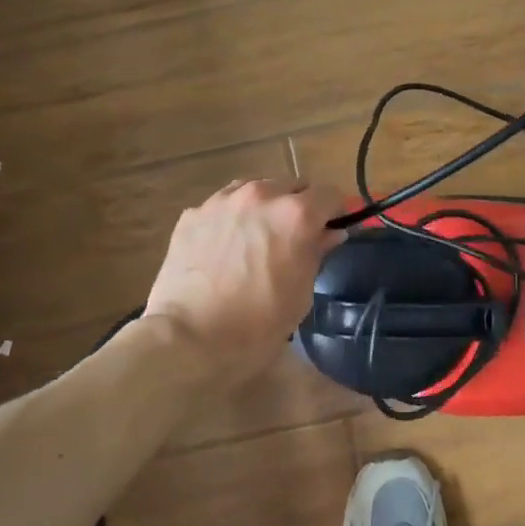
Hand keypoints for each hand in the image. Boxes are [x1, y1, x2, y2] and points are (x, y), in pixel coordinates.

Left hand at [145, 179, 345, 383]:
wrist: (189, 339)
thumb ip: (316, 253)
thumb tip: (329, 234)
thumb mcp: (300, 293)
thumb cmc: (257, 325)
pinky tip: (224, 248)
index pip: (330, 194)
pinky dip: (231, 219)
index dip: (335, 211)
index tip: (332, 229)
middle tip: (294, 237)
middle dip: (299, 206)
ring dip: (264, 207)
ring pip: (255, 190)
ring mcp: (222, 201)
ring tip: (257, 239)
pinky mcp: (192, 214)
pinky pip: (223, 206)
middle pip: (292, 186)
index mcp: (296, 214)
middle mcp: (260, 195)